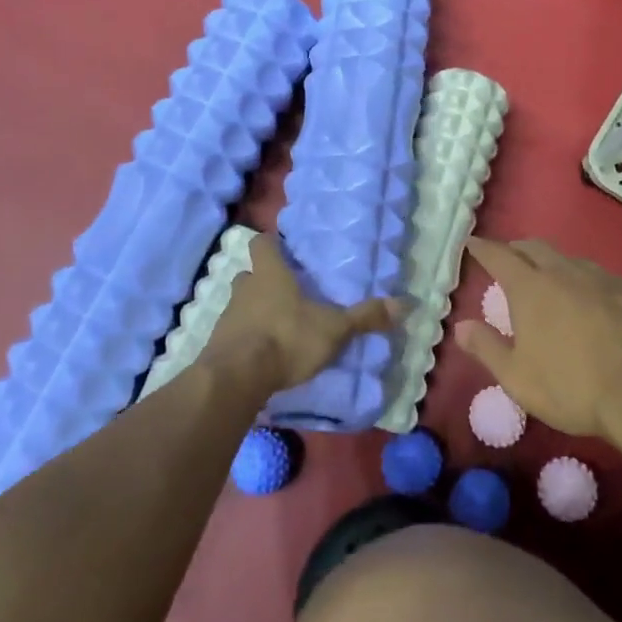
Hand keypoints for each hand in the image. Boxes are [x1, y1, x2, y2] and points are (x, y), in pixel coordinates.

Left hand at [209, 232, 402, 393]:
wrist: (237, 378)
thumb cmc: (287, 338)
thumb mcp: (334, 329)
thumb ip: (365, 317)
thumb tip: (405, 304)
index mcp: (269, 274)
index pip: (261, 244)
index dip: (270, 244)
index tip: (283, 250)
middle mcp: (244, 289)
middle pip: (249, 274)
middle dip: (263, 281)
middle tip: (285, 292)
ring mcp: (226, 317)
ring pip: (239, 304)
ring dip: (254, 311)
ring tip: (277, 326)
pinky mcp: (217, 345)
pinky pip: (233, 334)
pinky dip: (246, 339)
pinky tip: (262, 354)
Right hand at [453, 237, 621, 437]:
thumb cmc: (572, 386)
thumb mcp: (518, 378)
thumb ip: (486, 348)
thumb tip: (460, 327)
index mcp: (531, 289)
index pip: (499, 256)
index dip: (483, 248)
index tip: (473, 243)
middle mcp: (565, 273)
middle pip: (536, 248)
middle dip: (518, 250)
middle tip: (510, 259)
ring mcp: (604, 279)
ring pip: (572, 261)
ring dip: (556, 265)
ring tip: (553, 281)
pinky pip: (606, 279)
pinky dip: (591, 285)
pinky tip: (597, 303)